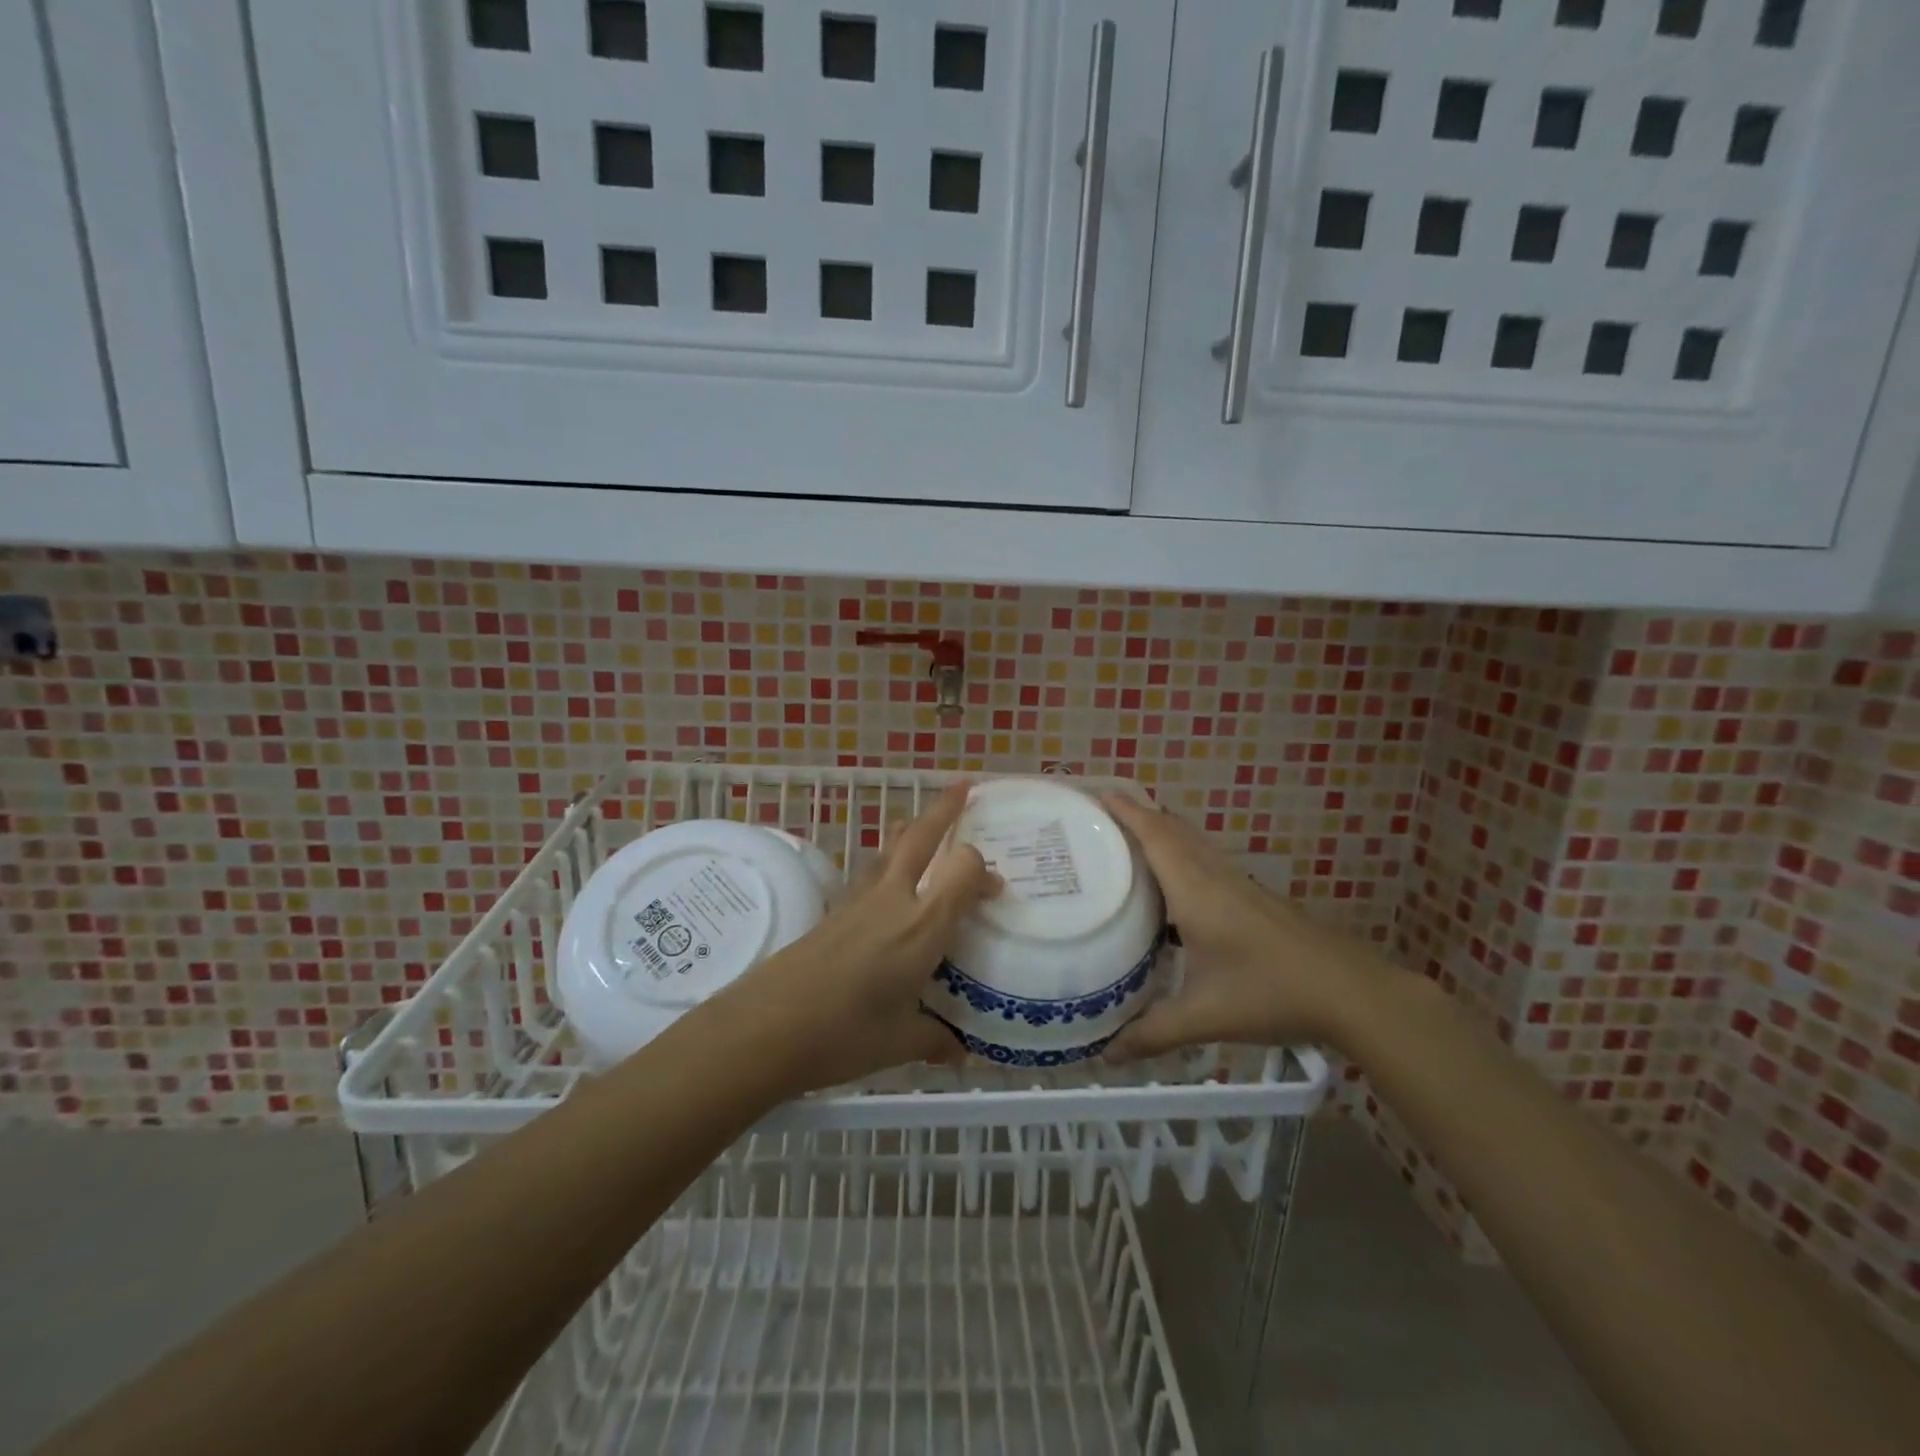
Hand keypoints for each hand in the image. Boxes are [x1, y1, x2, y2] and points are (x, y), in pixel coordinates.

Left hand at [710, 783, 999, 1093]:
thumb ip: (934, 1040)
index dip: (983, 871)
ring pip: (889, 848)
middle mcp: (892, 900)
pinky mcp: (833, 910)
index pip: (963, 870)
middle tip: (965, 788)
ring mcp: (858, 901)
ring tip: (924, 825)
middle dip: (944, 809)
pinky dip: (887, 864)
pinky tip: (887, 888)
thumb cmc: (843, 1034)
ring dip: (911, 831)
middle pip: (920, 837)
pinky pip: (870, 873)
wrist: (765, 1027)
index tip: (994, 890)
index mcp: (922, 926)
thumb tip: (958, 1053)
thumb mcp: (899, 1043)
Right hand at [1103, 793, 1389, 1058]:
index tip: (1094, 793)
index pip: (1154, 834)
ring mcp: (1238, 883)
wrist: (1350, 992)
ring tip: (1124, 843)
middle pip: (1171, 829)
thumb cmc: (1271, 992)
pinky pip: (1205, 860)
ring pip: (1191, 842)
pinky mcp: (1253, 897)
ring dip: (1159, 832)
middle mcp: (1214, 875)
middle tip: (1097, 820)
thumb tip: (1105, 1055)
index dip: (1124, 810)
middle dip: (1135, 814)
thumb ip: (1152, 1032)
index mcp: (1194, 889)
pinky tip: (1172, 885)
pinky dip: (1179, 854)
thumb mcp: (1204, 1016)